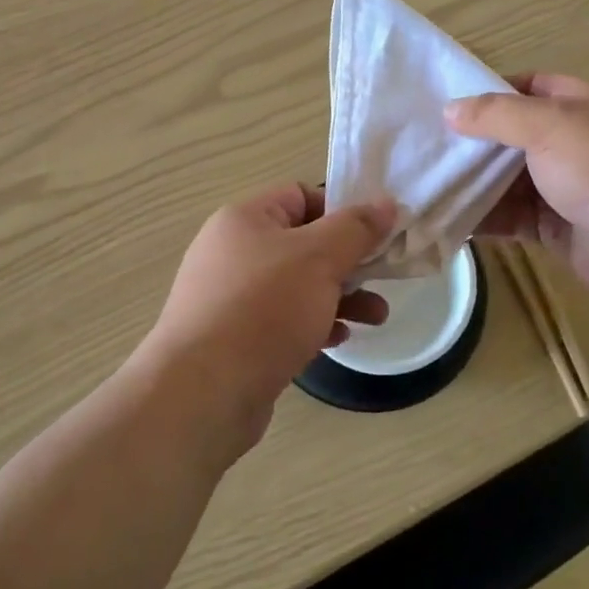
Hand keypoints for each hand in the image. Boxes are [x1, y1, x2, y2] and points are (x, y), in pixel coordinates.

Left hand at [134, 184, 394, 454]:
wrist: (203, 392)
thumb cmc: (263, 309)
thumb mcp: (319, 258)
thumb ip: (356, 228)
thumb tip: (385, 203)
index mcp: (244, 219)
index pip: (300, 196)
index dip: (340, 210)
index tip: (375, 235)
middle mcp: (233, 252)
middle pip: (303, 244)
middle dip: (348, 261)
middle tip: (383, 278)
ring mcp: (231, 298)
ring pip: (297, 286)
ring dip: (339, 297)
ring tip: (377, 317)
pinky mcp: (235, 339)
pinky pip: (282, 321)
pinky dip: (313, 325)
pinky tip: (338, 340)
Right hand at [445, 74, 588, 305]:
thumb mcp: (549, 126)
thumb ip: (496, 115)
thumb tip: (449, 110)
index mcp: (579, 104)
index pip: (526, 86)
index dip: (486, 92)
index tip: (443, 104)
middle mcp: (571, 140)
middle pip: (511, 135)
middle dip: (471, 142)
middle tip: (422, 147)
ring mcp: (564, 185)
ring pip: (506, 179)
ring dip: (471, 182)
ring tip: (422, 184)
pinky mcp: (555, 225)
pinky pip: (510, 216)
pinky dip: (482, 217)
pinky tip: (447, 219)